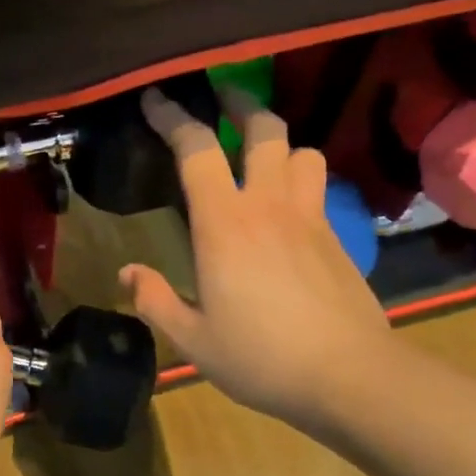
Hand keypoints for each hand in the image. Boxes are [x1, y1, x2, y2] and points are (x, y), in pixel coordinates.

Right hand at [121, 86, 396, 433]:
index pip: (196, 150)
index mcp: (224, 225)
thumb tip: (126, 273)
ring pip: (302, 151)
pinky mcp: (338, 237)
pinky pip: (318, 187)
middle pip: (264, 129)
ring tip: (261, 154)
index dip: (173, 117)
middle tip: (222, 99)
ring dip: (280, 142)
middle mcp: (268, 206)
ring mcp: (309, 218)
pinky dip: (300, 179)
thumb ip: (154, 301)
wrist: (348, 376)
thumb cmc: (261, 358)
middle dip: (240, 104)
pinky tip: (286, 207)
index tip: (155, 100)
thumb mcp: (193, 340)